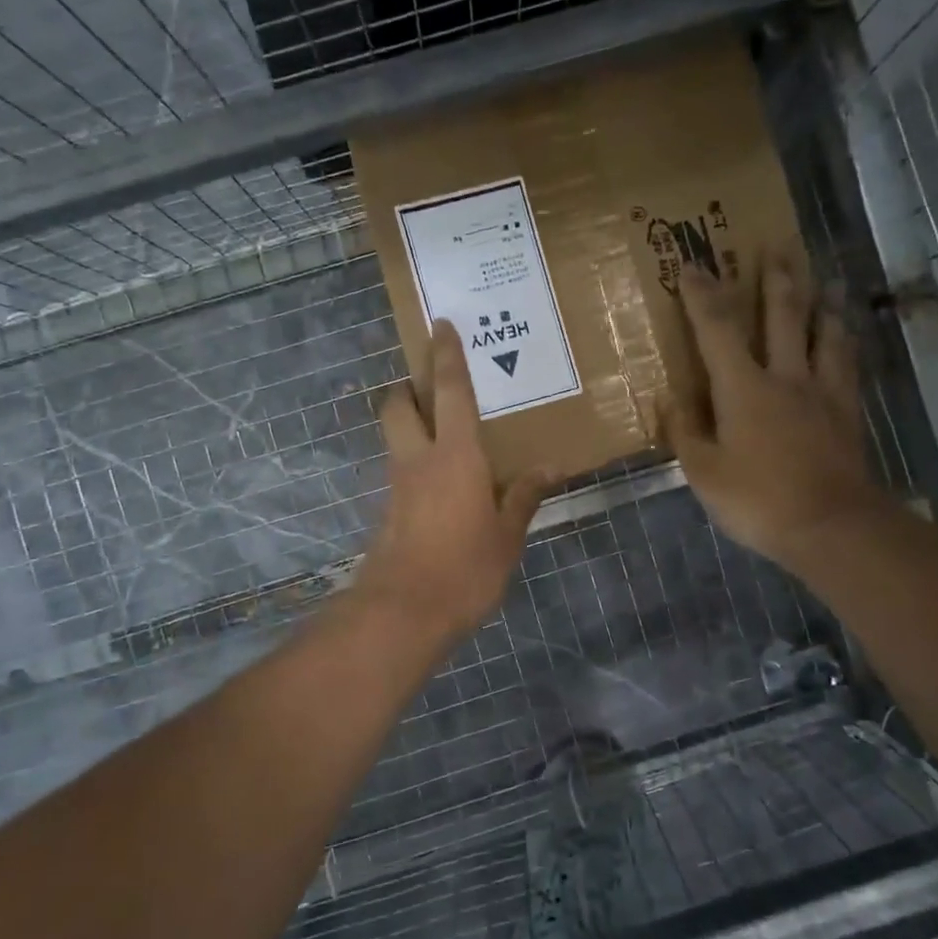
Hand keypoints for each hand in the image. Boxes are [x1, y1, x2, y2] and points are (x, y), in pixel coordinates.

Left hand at [357, 319, 550, 644]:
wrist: (403, 612)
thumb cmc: (464, 568)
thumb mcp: (507, 536)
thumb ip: (524, 496)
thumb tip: (550, 467)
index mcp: (455, 455)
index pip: (450, 392)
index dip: (446, 356)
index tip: (441, 325)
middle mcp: (418, 460)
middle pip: (398, 405)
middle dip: (409, 387)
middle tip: (433, 387)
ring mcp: (397, 486)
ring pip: (395, 437)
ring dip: (411, 424)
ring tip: (446, 435)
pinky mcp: (387, 512)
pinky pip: (401, 471)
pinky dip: (416, 463)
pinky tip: (443, 485)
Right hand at [667, 255, 884, 574]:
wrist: (831, 526)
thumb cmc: (757, 500)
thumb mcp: (703, 473)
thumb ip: (685, 432)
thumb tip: (669, 399)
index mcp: (743, 388)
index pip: (717, 329)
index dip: (702, 294)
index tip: (692, 264)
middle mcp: (785, 376)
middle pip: (783, 314)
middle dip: (776, 276)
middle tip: (778, 243)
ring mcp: (822, 391)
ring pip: (823, 331)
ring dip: (820, 300)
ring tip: (823, 278)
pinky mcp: (847, 410)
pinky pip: (846, 363)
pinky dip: (843, 339)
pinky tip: (844, 333)